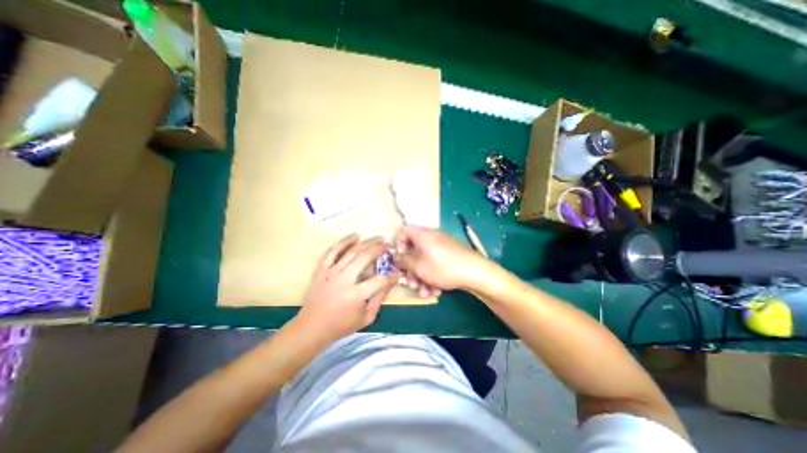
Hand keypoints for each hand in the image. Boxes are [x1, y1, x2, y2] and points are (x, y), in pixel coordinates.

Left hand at [296, 235, 395, 340]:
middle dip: (379, 248)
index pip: (380, 280)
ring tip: (377, 238)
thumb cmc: (341, 325)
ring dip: (366, 242)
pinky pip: (332, 251)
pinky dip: (344, 242)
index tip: (396, 271)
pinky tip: (355, 236)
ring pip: (351, 251)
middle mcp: (344, 280)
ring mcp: (331, 272)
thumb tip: (390, 282)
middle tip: (388, 244)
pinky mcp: (322, 269)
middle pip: (365, 257)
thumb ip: (379, 299)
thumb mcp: (366, 318)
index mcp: (356, 295)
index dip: (391, 275)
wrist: (311, 327)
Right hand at [395, 224, 487, 294]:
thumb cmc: (443, 267)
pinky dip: (432, 277)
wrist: (475, 272)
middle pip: (413, 250)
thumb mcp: (418, 266)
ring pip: (424, 261)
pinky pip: (434, 264)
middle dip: (411, 269)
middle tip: (412, 283)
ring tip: (425, 293)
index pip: (403, 231)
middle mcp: (431, 238)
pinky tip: (435, 291)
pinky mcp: (448, 256)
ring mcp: (441, 247)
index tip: (400, 259)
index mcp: (422, 235)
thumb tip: (398, 256)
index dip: (397, 244)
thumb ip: (404, 261)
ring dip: (421, 277)